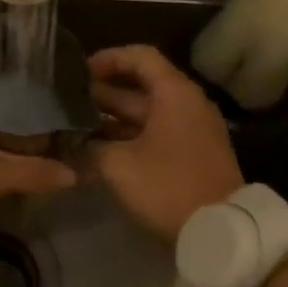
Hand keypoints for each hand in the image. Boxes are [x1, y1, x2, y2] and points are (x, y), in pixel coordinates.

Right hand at [87, 44, 242, 238]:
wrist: (220, 229)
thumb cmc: (168, 186)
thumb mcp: (119, 165)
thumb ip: (90, 147)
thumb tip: (69, 142)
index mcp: (174, 93)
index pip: (140, 56)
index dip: (108, 59)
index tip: (80, 73)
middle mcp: (186, 103)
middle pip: (141, 85)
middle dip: (103, 93)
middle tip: (68, 103)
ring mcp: (192, 129)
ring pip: (146, 112)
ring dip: (112, 118)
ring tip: (76, 127)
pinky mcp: (192, 153)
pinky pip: (156, 133)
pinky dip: (129, 136)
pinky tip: (100, 150)